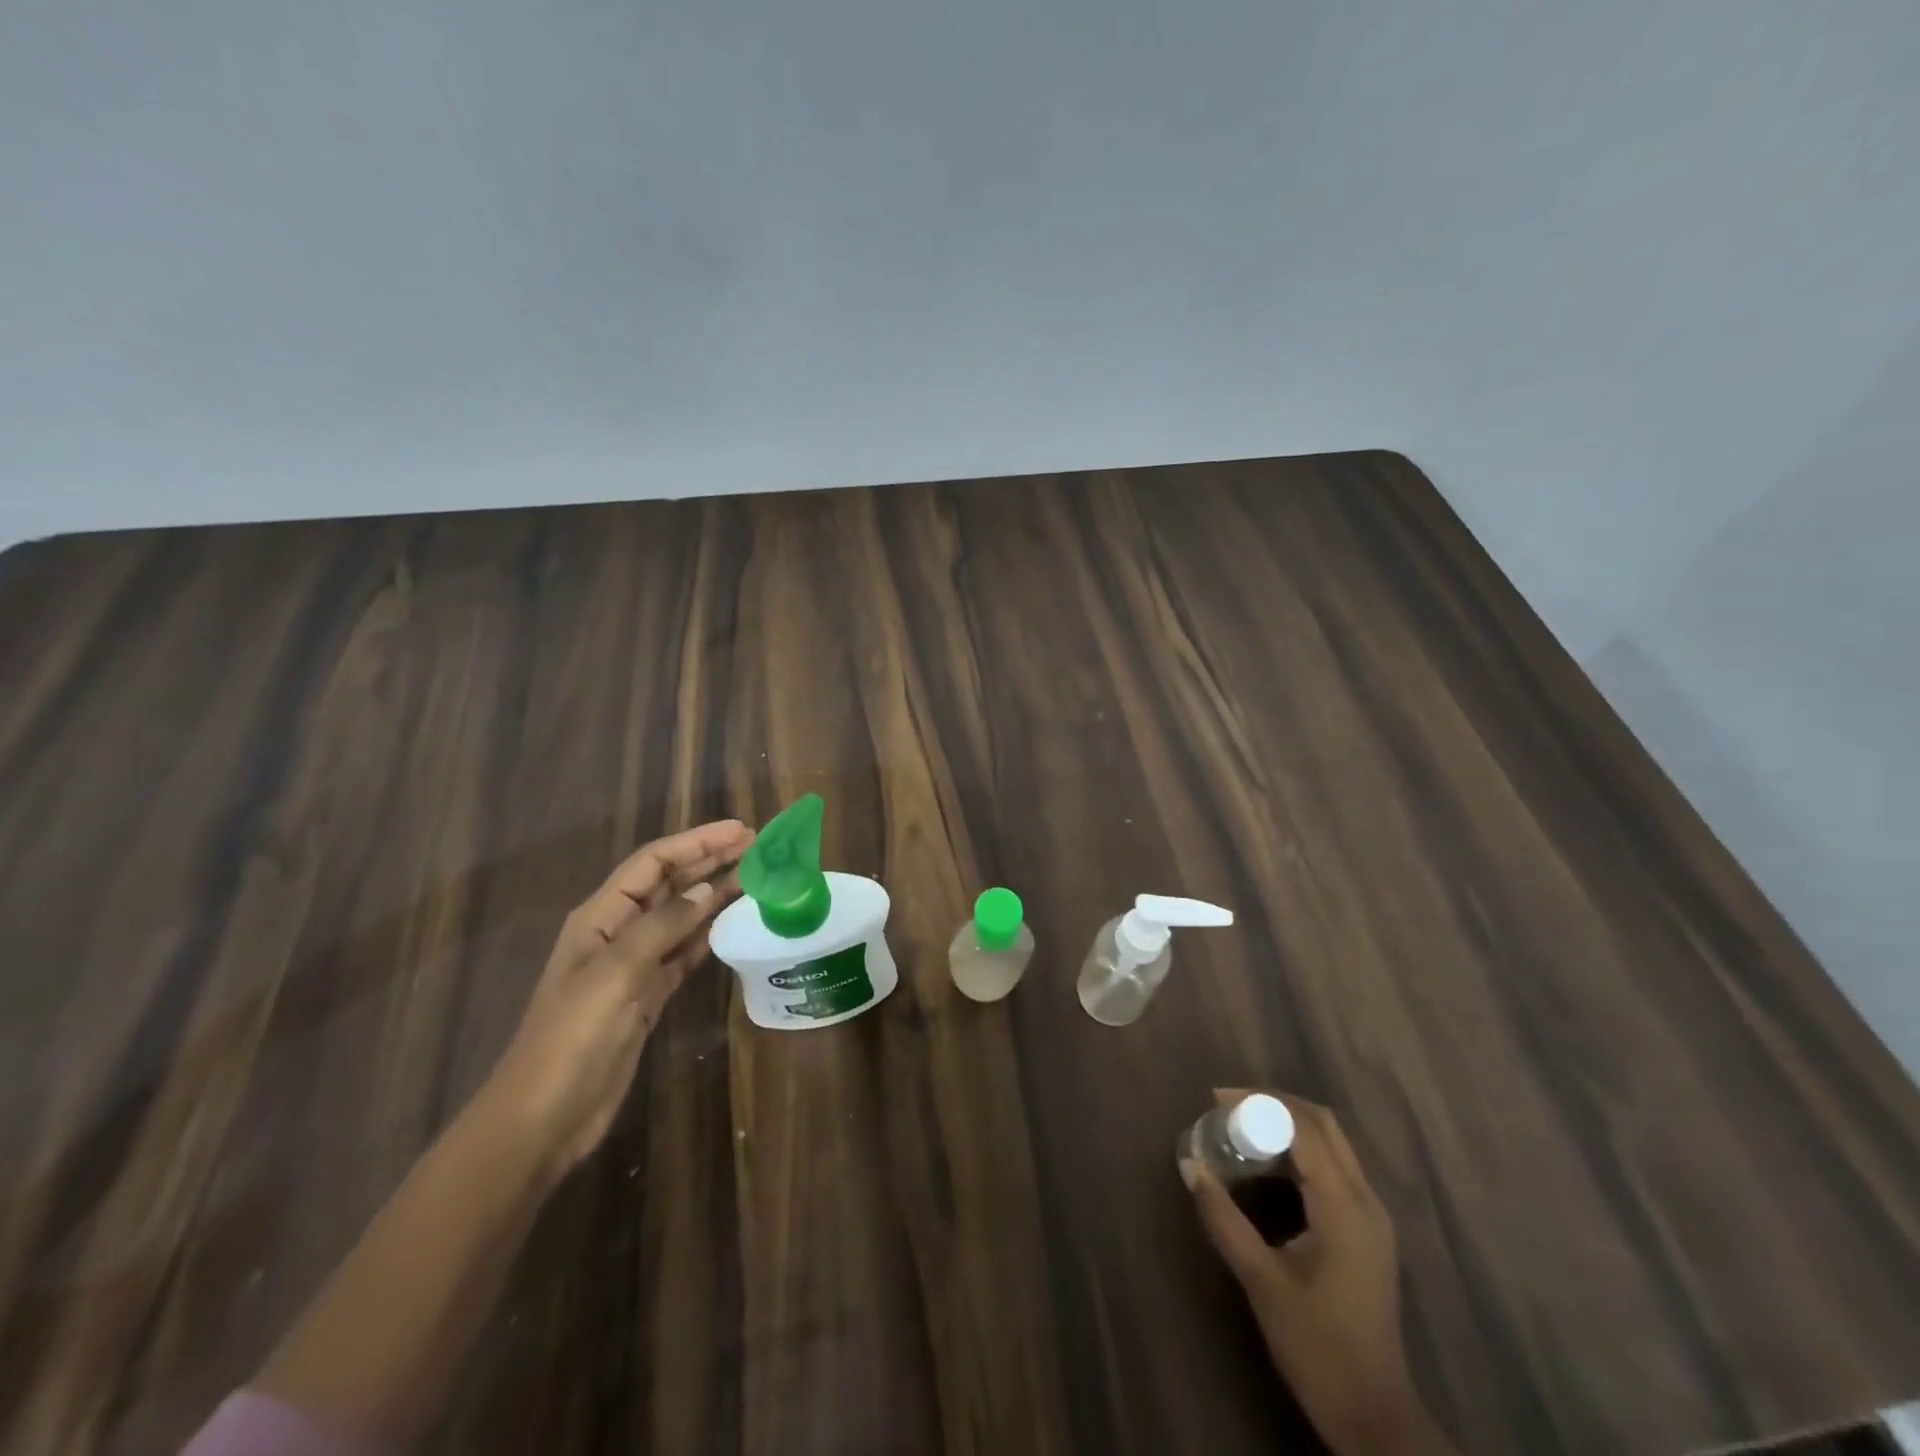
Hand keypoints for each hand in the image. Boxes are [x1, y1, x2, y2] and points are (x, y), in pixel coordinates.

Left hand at [477, 820, 754, 1180]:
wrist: (546, 1116)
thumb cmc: (572, 1036)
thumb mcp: (616, 973)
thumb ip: (662, 926)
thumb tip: (706, 889)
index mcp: (601, 916)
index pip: (653, 862)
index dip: (696, 841)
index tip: (740, 830)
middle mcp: (619, 931)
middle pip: (670, 883)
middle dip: (709, 859)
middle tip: (757, 846)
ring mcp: (634, 964)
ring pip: (682, 915)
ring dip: (715, 893)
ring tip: (755, 877)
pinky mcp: (648, 994)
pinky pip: (685, 951)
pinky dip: (710, 933)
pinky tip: (735, 922)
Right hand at [1184, 1090, 1453, 1455]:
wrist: (1375, 1416)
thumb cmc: (1316, 1346)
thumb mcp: (1261, 1280)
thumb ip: (1223, 1217)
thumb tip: (1189, 1165)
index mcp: (1344, 1205)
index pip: (1303, 1126)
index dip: (1259, 1103)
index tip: (1216, 1099)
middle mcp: (1366, 1199)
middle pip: (1323, 1123)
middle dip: (1275, 1103)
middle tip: (1228, 1106)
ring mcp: (1372, 1216)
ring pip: (1332, 1143)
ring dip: (1288, 1124)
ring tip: (1242, 1128)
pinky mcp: (1368, 1231)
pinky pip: (1335, 1166)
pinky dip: (1301, 1150)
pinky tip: (1269, 1165)